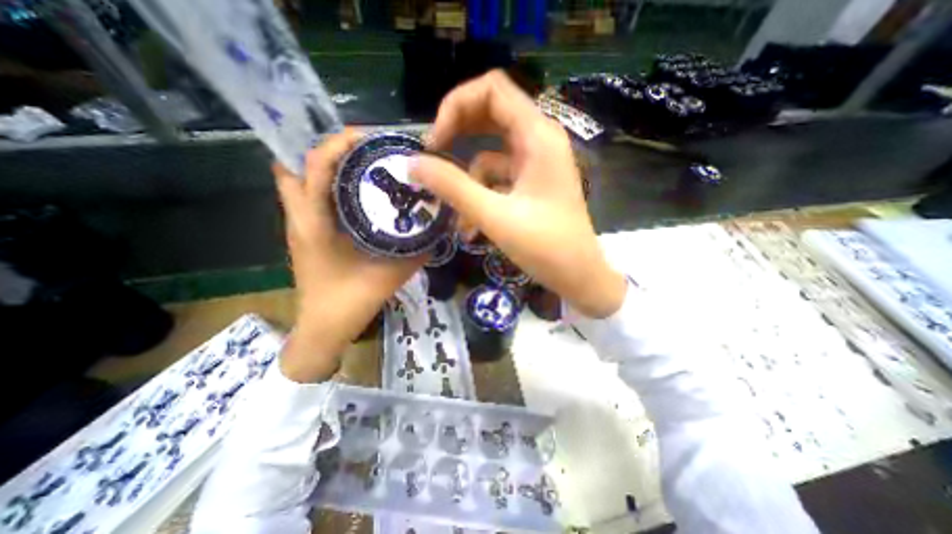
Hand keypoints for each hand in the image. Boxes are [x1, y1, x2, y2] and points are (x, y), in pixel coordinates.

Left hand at [275, 126, 422, 378]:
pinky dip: (326, 185)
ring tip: (360, 163)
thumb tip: (440, 226)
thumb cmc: (352, 302)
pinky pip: (309, 197)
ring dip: (326, 165)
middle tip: (364, 148)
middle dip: (328, 148)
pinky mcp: (304, 233)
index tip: (369, 136)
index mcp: (315, 223)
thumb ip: (418, 250)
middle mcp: (300, 217)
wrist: (324, 328)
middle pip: (296, 163)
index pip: (315, 165)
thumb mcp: (393, 274)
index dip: (338, 142)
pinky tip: (355, 193)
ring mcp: (298, 225)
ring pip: (299, 179)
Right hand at [412, 72, 629, 319]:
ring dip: (468, 181)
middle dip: (457, 135)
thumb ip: (452, 187)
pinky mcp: (531, 183)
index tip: (434, 142)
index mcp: (537, 136)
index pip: (492, 89)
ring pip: (490, 153)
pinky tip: (472, 228)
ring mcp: (536, 163)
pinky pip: (498, 178)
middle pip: (489, 115)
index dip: (456, 106)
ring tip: (457, 216)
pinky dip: (481, 196)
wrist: (579, 276)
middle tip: (433, 159)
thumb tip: (410, 164)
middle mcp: (539, 140)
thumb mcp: (494, 216)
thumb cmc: (546, 247)